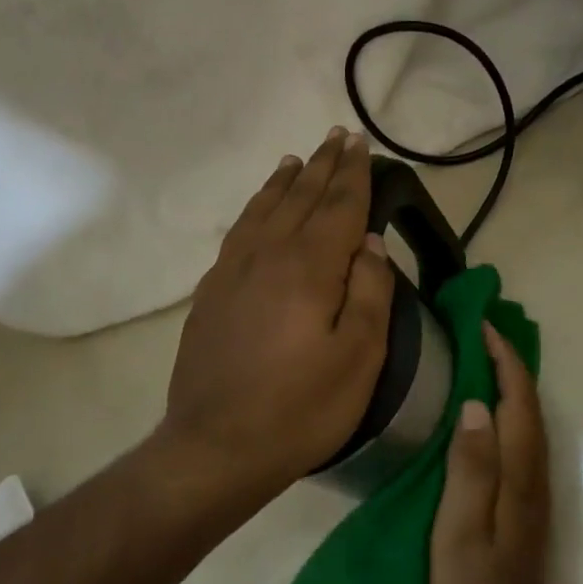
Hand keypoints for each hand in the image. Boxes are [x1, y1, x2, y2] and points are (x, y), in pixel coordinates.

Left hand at [161, 129, 394, 497]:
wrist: (215, 447)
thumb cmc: (301, 407)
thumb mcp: (360, 356)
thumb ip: (370, 291)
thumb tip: (368, 242)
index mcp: (310, 267)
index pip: (338, 205)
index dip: (352, 172)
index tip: (360, 142)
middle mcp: (269, 254)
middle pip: (301, 197)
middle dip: (323, 165)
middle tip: (337, 136)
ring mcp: (233, 270)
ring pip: (265, 208)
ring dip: (286, 180)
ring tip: (299, 159)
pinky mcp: (212, 291)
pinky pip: (240, 230)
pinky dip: (256, 207)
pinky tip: (261, 207)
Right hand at [430, 323, 555, 583]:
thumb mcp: (459, 527)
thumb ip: (470, 467)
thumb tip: (476, 405)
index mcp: (518, 470)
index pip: (518, 399)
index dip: (503, 359)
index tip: (481, 325)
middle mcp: (533, 469)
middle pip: (528, 401)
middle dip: (509, 360)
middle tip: (478, 330)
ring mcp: (532, 484)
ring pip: (526, 416)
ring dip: (510, 380)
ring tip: (480, 355)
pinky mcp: (524, 496)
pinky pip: (519, 433)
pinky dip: (507, 405)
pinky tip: (486, 405)